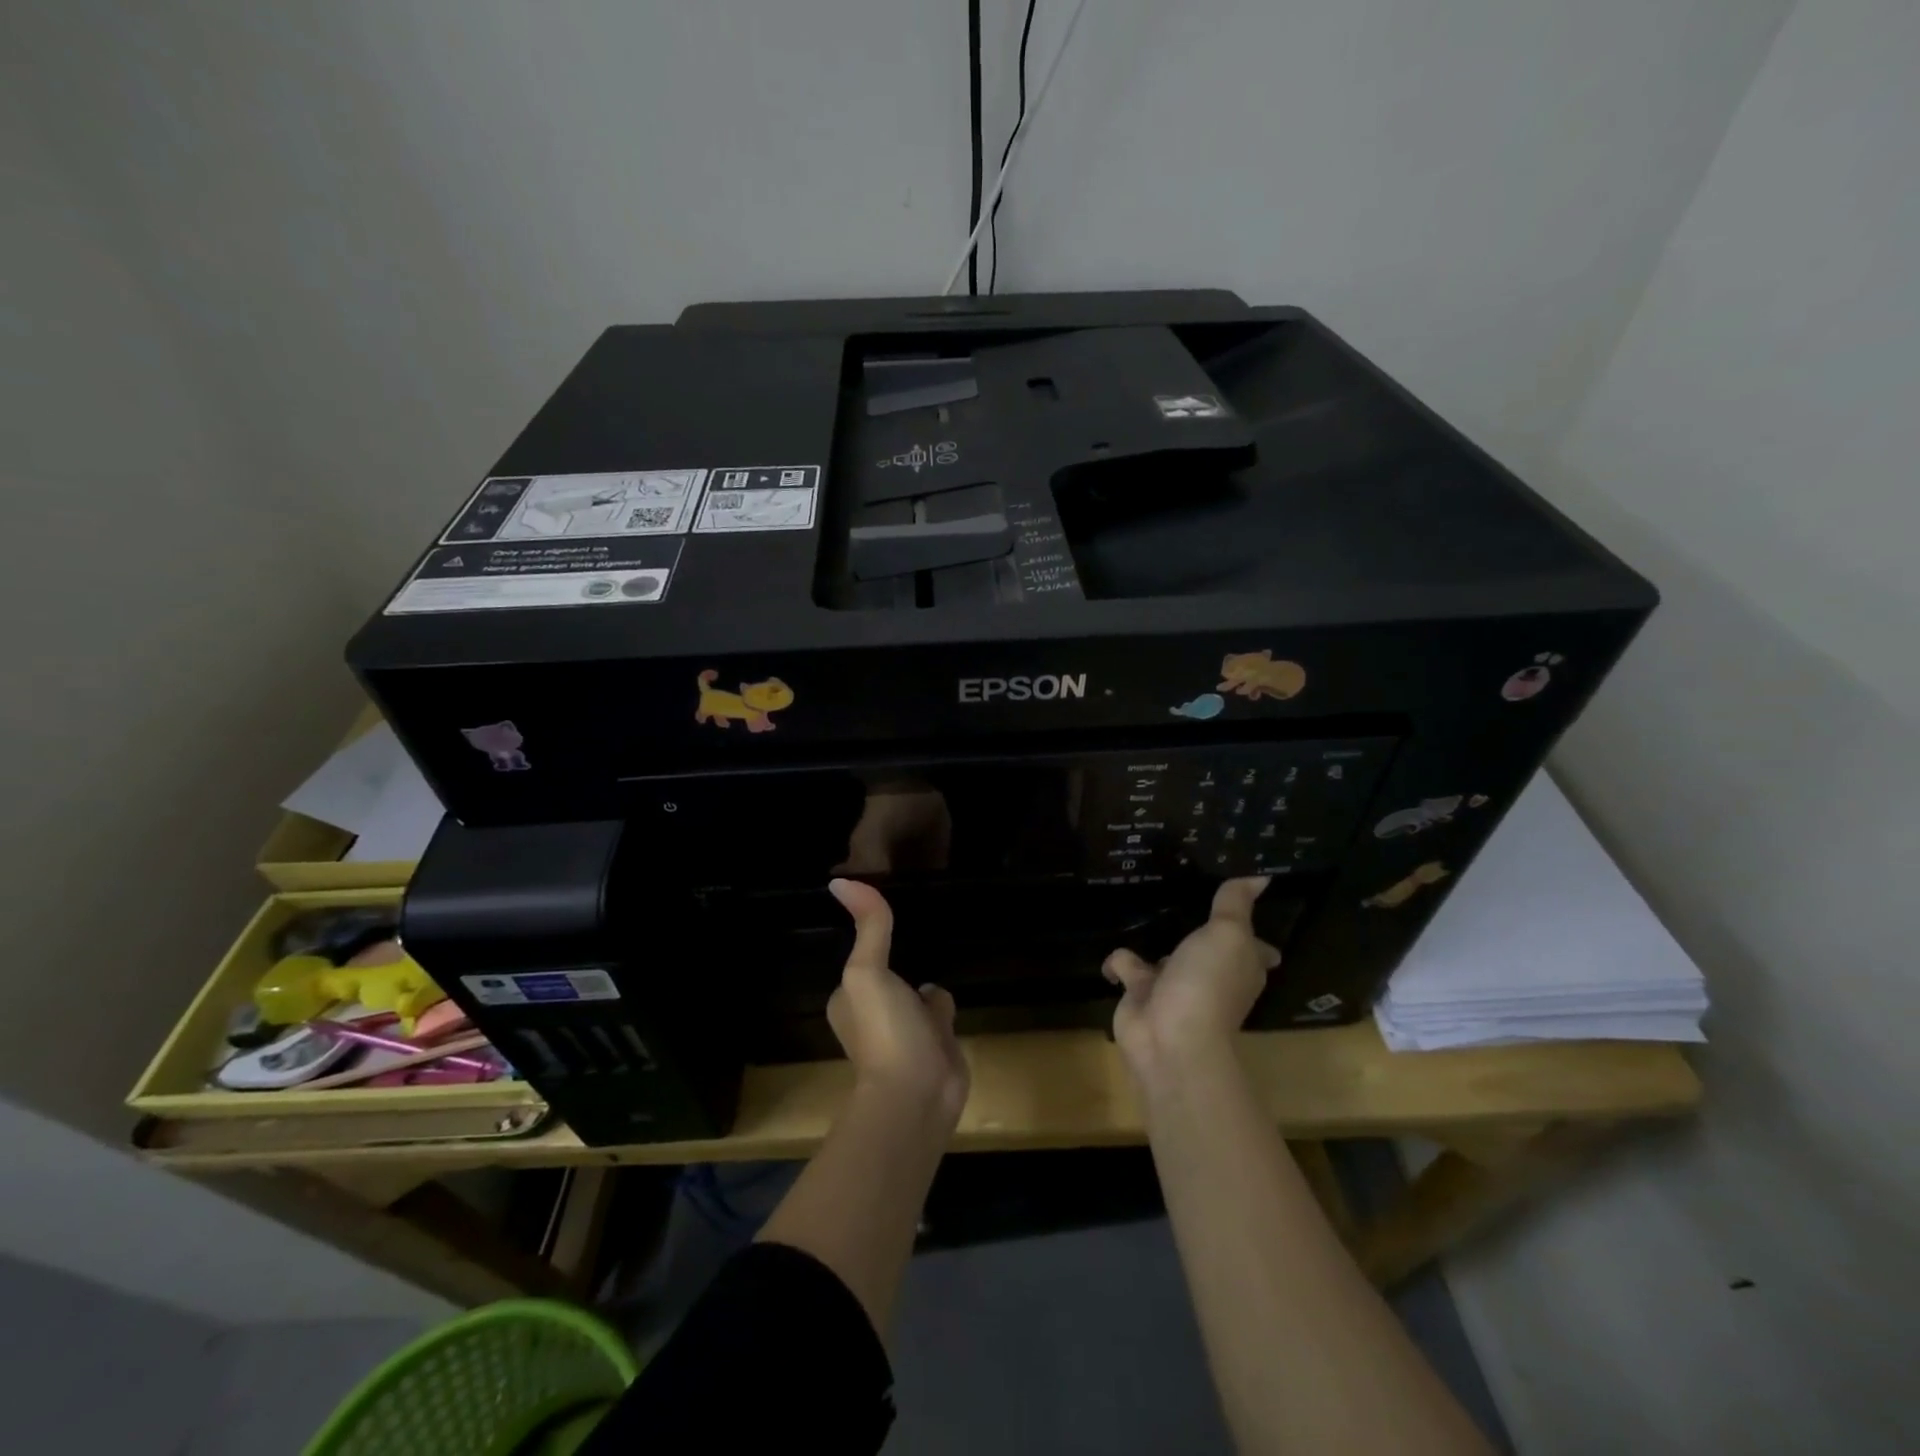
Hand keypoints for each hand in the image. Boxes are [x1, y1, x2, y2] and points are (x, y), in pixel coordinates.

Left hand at [826, 878, 970, 1124]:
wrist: (918, 1094)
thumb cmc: (884, 1029)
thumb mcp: (868, 971)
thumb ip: (868, 927)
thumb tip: (839, 881)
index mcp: (851, 998)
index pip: (863, 960)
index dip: (873, 940)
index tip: (886, 914)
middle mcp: (876, 1014)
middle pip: (890, 975)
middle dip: (902, 960)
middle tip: (918, 928)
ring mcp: (908, 1031)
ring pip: (917, 993)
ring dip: (925, 983)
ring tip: (941, 949)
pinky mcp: (937, 1044)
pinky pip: (940, 1011)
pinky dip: (945, 1003)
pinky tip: (955, 988)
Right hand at [1103, 877, 1280, 1085]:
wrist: (1169, 1039)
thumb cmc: (1208, 983)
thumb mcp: (1228, 934)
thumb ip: (1235, 903)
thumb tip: (1261, 876)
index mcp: (1240, 964)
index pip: (1255, 946)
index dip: (1252, 931)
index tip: (1242, 906)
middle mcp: (1211, 975)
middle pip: (1208, 948)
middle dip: (1200, 930)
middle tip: (1183, 892)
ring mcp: (1174, 985)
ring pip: (1166, 954)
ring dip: (1156, 940)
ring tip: (1143, 904)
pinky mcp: (1140, 993)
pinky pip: (1127, 967)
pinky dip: (1119, 961)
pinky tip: (1113, 946)